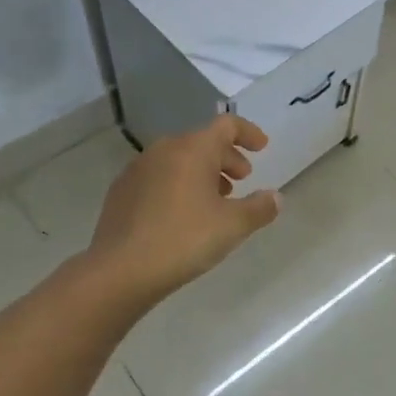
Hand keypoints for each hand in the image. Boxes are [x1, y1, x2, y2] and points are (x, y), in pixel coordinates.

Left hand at [86, 116, 281, 306]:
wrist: (119, 271)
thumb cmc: (184, 240)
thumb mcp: (233, 226)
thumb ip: (260, 208)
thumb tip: (275, 197)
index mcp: (193, 149)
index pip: (226, 125)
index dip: (248, 133)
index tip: (262, 148)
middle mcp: (164, 150)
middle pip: (202, 141)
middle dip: (226, 157)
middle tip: (242, 179)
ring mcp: (138, 169)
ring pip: (179, 159)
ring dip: (202, 172)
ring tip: (215, 199)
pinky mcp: (121, 191)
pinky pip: (159, 176)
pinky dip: (178, 184)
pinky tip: (182, 213)